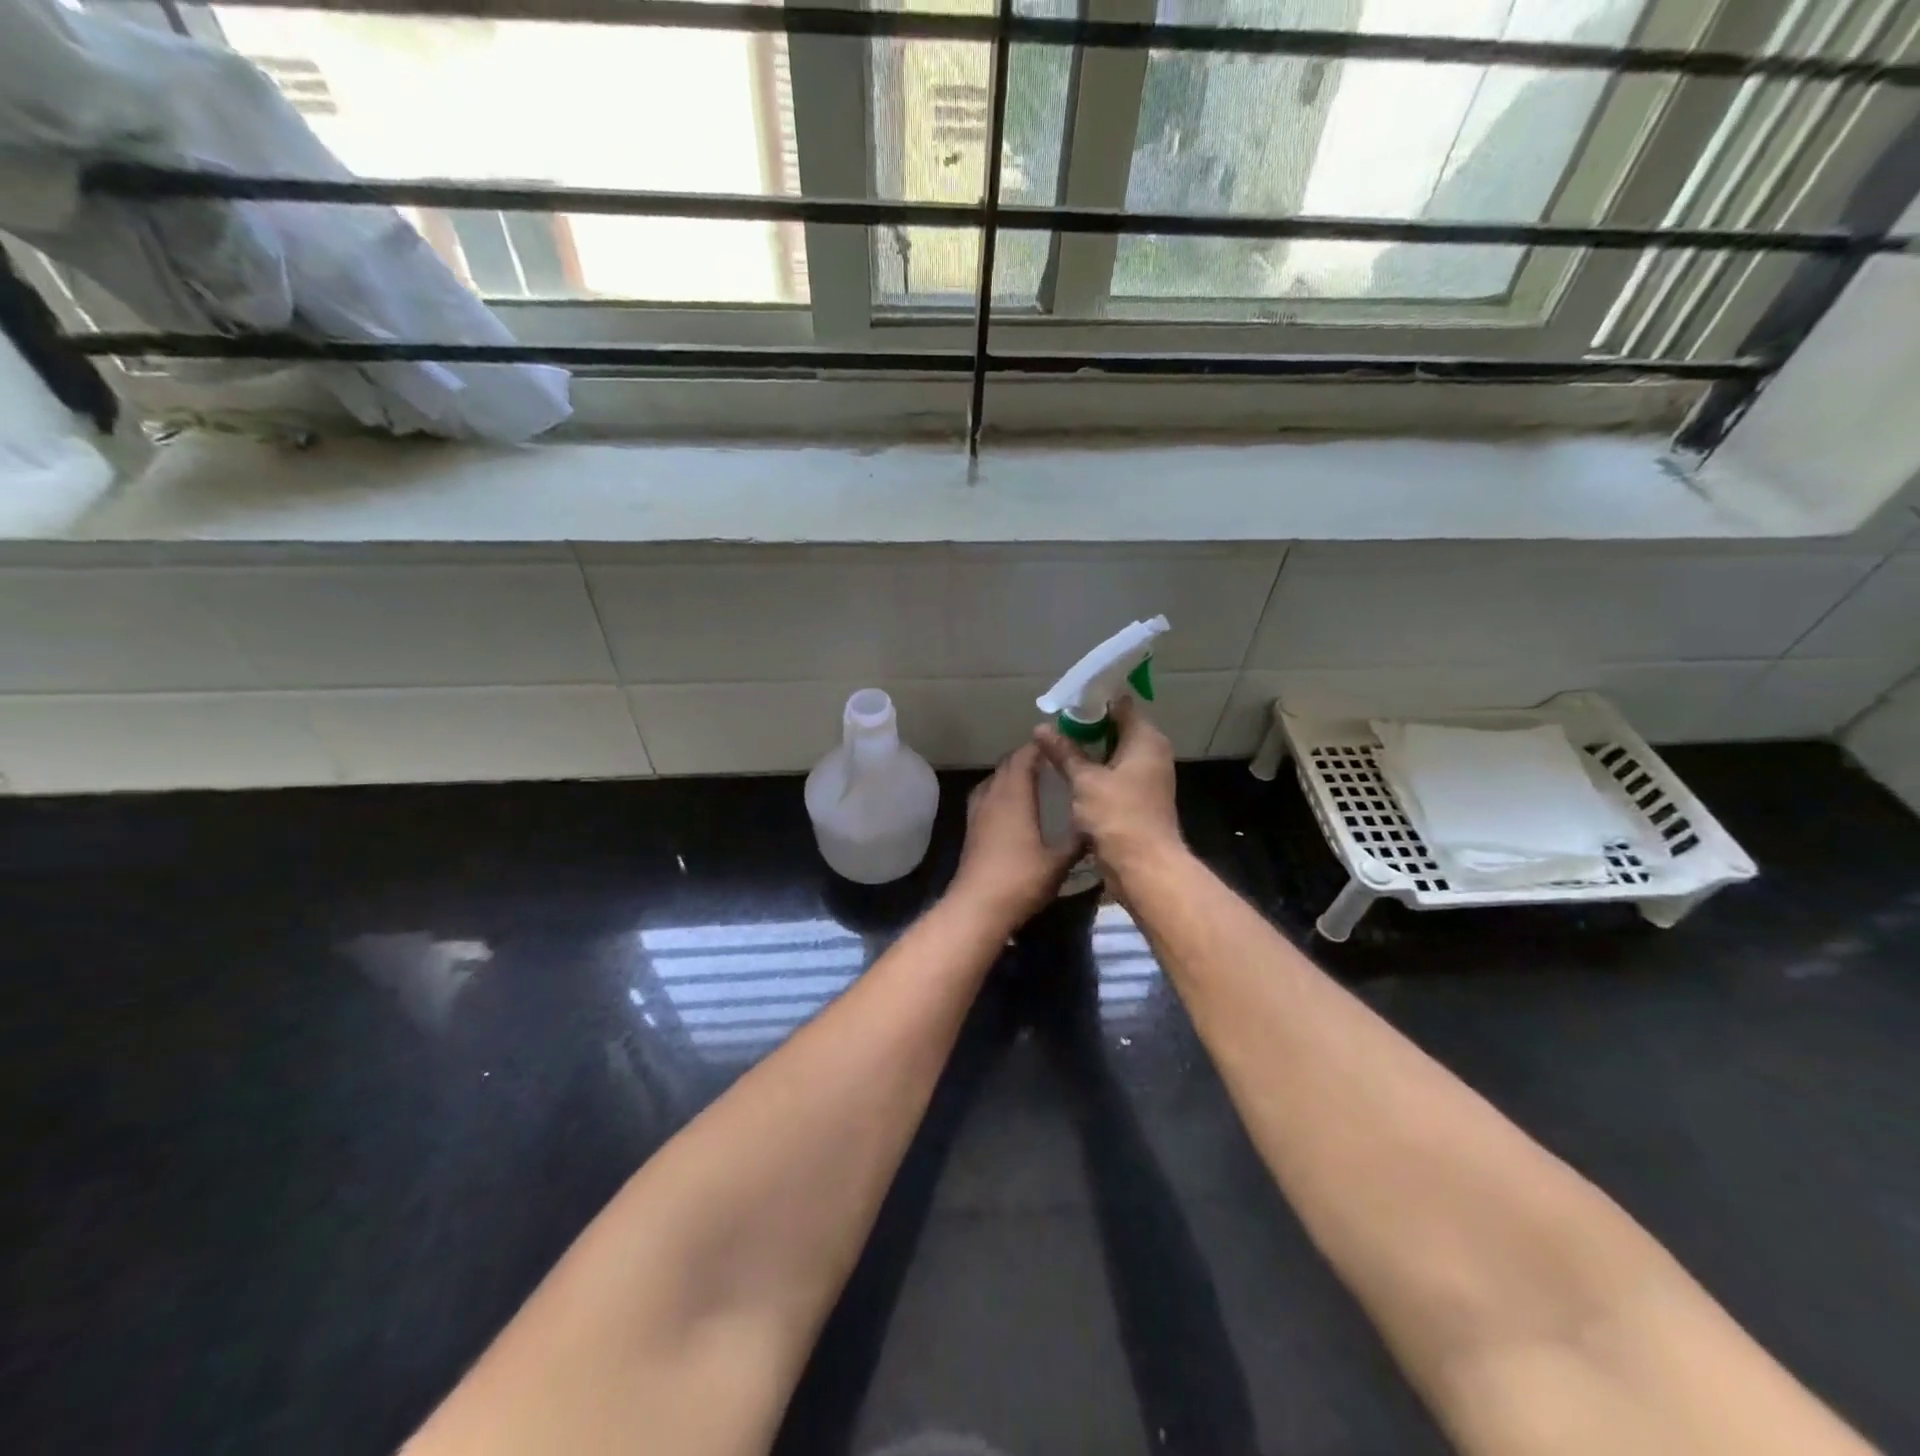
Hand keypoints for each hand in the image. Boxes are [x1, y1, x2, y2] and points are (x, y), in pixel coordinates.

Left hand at [949, 743, 1079, 927]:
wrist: (978, 906)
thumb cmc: (1021, 879)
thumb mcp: (1059, 862)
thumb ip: (1078, 840)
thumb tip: (1097, 823)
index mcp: (1015, 796)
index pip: (1025, 756)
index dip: (1041, 746)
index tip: (1061, 742)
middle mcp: (993, 796)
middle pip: (1007, 763)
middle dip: (1028, 756)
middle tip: (1053, 759)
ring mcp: (978, 811)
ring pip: (994, 778)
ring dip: (1012, 772)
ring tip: (1035, 778)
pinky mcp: (971, 827)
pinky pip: (986, 795)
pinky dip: (1000, 789)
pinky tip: (1013, 805)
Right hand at [1034, 696, 1185, 892]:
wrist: (1144, 867)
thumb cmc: (1118, 816)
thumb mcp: (1085, 781)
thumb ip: (1064, 752)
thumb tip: (1041, 727)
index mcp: (1146, 739)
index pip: (1120, 705)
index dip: (1092, 701)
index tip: (1064, 703)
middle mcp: (1152, 753)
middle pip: (1117, 728)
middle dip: (1086, 727)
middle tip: (1053, 726)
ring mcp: (1147, 777)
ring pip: (1114, 753)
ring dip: (1089, 751)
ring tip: (1055, 747)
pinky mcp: (1139, 798)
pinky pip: (1115, 774)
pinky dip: (1095, 771)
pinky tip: (1070, 774)